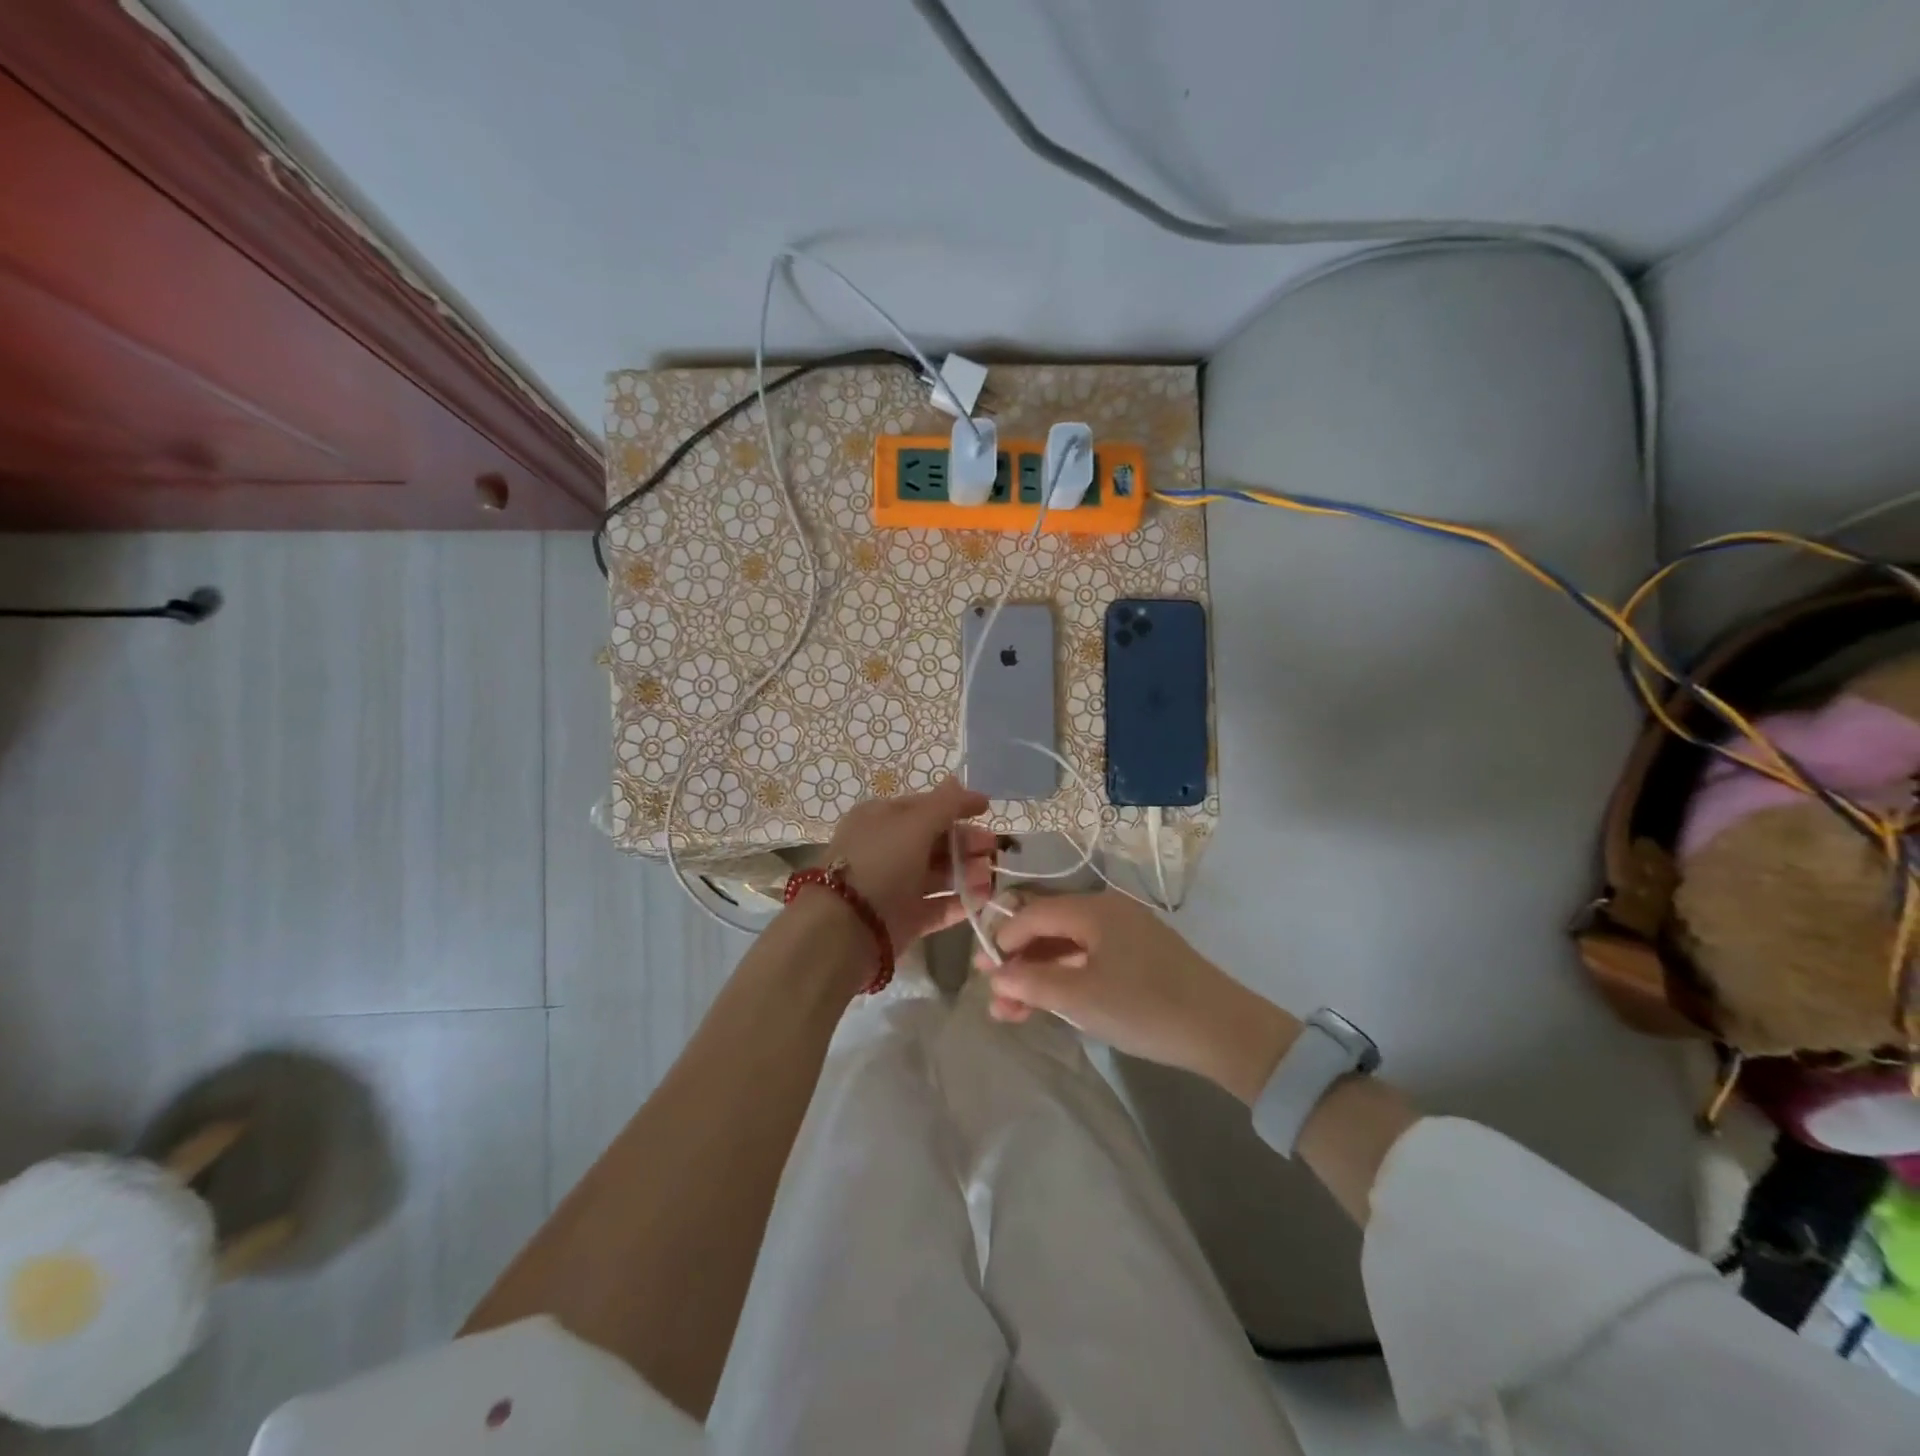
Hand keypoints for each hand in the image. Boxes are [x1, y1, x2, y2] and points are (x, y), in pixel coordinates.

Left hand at [824, 777, 996, 948]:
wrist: (846, 928)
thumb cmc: (881, 863)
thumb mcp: (914, 823)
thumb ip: (945, 804)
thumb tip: (963, 783)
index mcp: (881, 818)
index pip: (925, 807)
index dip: (956, 807)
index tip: (987, 811)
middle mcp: (886, 849)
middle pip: (935, 841)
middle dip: (966, 843)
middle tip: (994, 849)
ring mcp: (895, 886)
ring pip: (938, 874)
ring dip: (968, 872)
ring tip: (991, 876)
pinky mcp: (903, 920)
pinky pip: (937, 907)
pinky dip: (960, 902)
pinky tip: (983, 899)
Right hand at [978, 892, 1299, 1102]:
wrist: (1225, 1031)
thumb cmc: (1145, 1007)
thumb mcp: (1080, 998)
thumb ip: (1031, 983)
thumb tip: (995, 976)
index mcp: (1093, 908)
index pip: (1032, 913)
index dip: (1003, 941)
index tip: (984, 975)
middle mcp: (1108, 911)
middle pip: (1049, 928)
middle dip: (1018, 963)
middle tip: (994, 997)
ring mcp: (1127, 933)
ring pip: (1069, 947)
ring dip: (1040, 976)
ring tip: (1015, 1013)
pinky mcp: (1142, 957)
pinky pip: (1091, 959)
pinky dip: (1067, 979)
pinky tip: (1053, 1004)